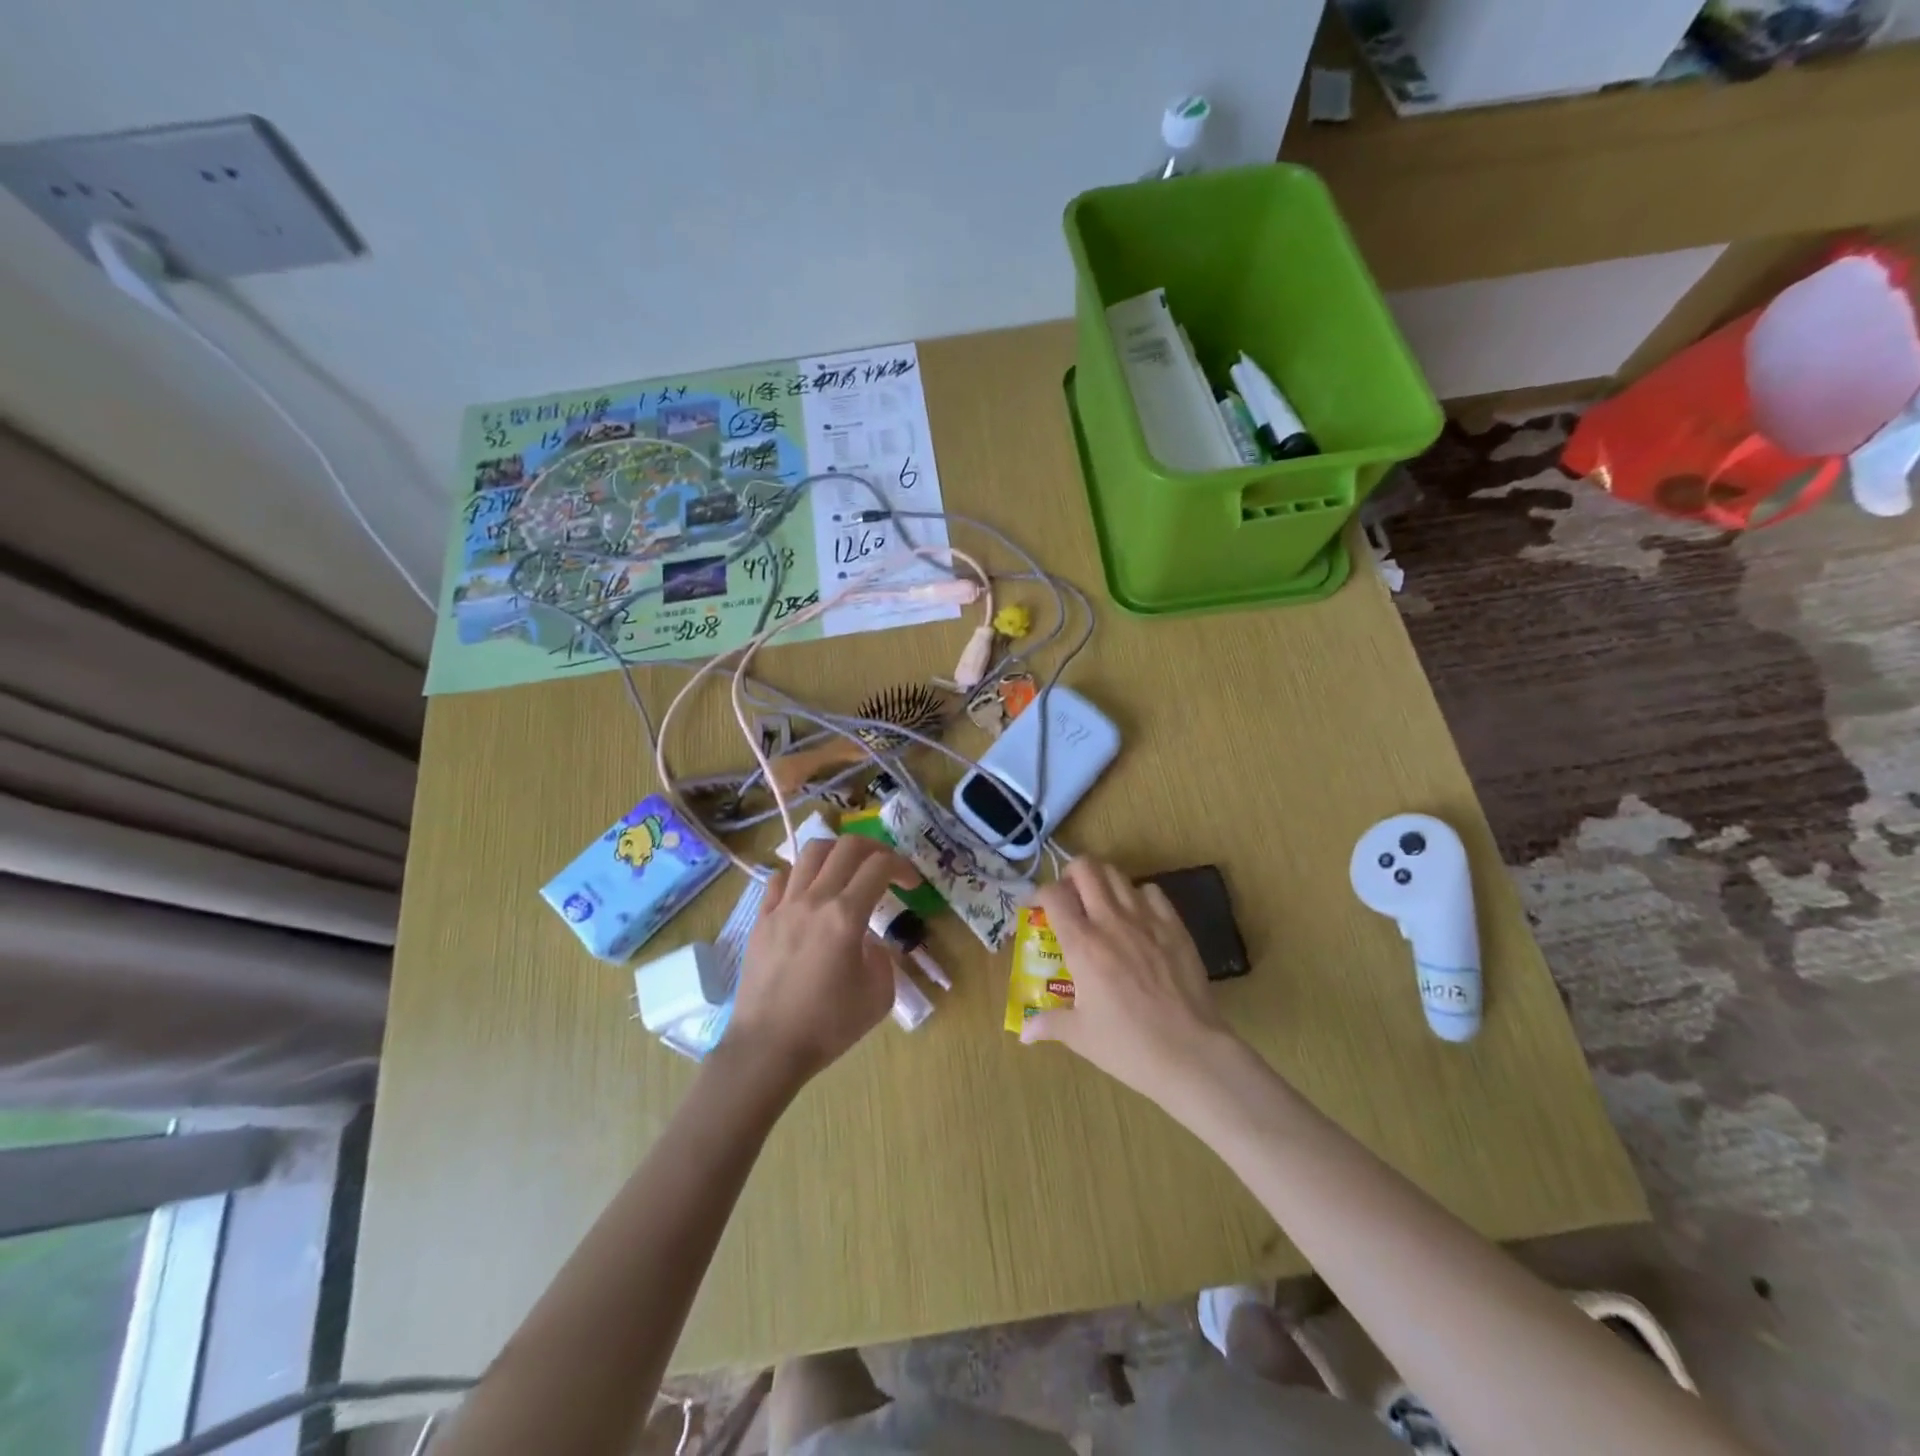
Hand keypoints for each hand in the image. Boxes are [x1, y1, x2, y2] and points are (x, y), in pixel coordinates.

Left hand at [725, 836, 911, 1087]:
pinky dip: (799, 875)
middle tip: (884, 867)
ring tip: (846, 870)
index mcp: (846, 915)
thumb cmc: (828, 1025)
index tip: (911, 883)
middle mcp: (814, 899)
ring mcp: (783, 906)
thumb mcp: (879, 996)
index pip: (879, 866)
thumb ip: (883, 958)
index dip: (902, 866)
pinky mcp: (761, 919)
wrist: (768, 1047)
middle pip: (846, 847)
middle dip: (874, 848)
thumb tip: (869, 943)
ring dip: (836, 853)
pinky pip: (779, 879)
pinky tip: (808, 892)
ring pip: (810, 854)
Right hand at [1019, 858, 1235, 1104]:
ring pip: (1117, 875)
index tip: (1034, 908)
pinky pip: (1151, 891)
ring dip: (1102, 881)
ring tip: (1099, 903)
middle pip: (1086, 868)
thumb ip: (1049, 1024)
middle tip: (1068, 896)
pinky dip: (1137, 896)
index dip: (1037, 894)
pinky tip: (1136, 917)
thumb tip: (1024, 1033)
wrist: (1190, 1052)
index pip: (1052, 895)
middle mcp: (1111, 921)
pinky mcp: (1175, 926)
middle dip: (1070, 874)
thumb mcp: (1080, 1036)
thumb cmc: (1129, 1046)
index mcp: (1082, 945)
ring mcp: (1146, 919)